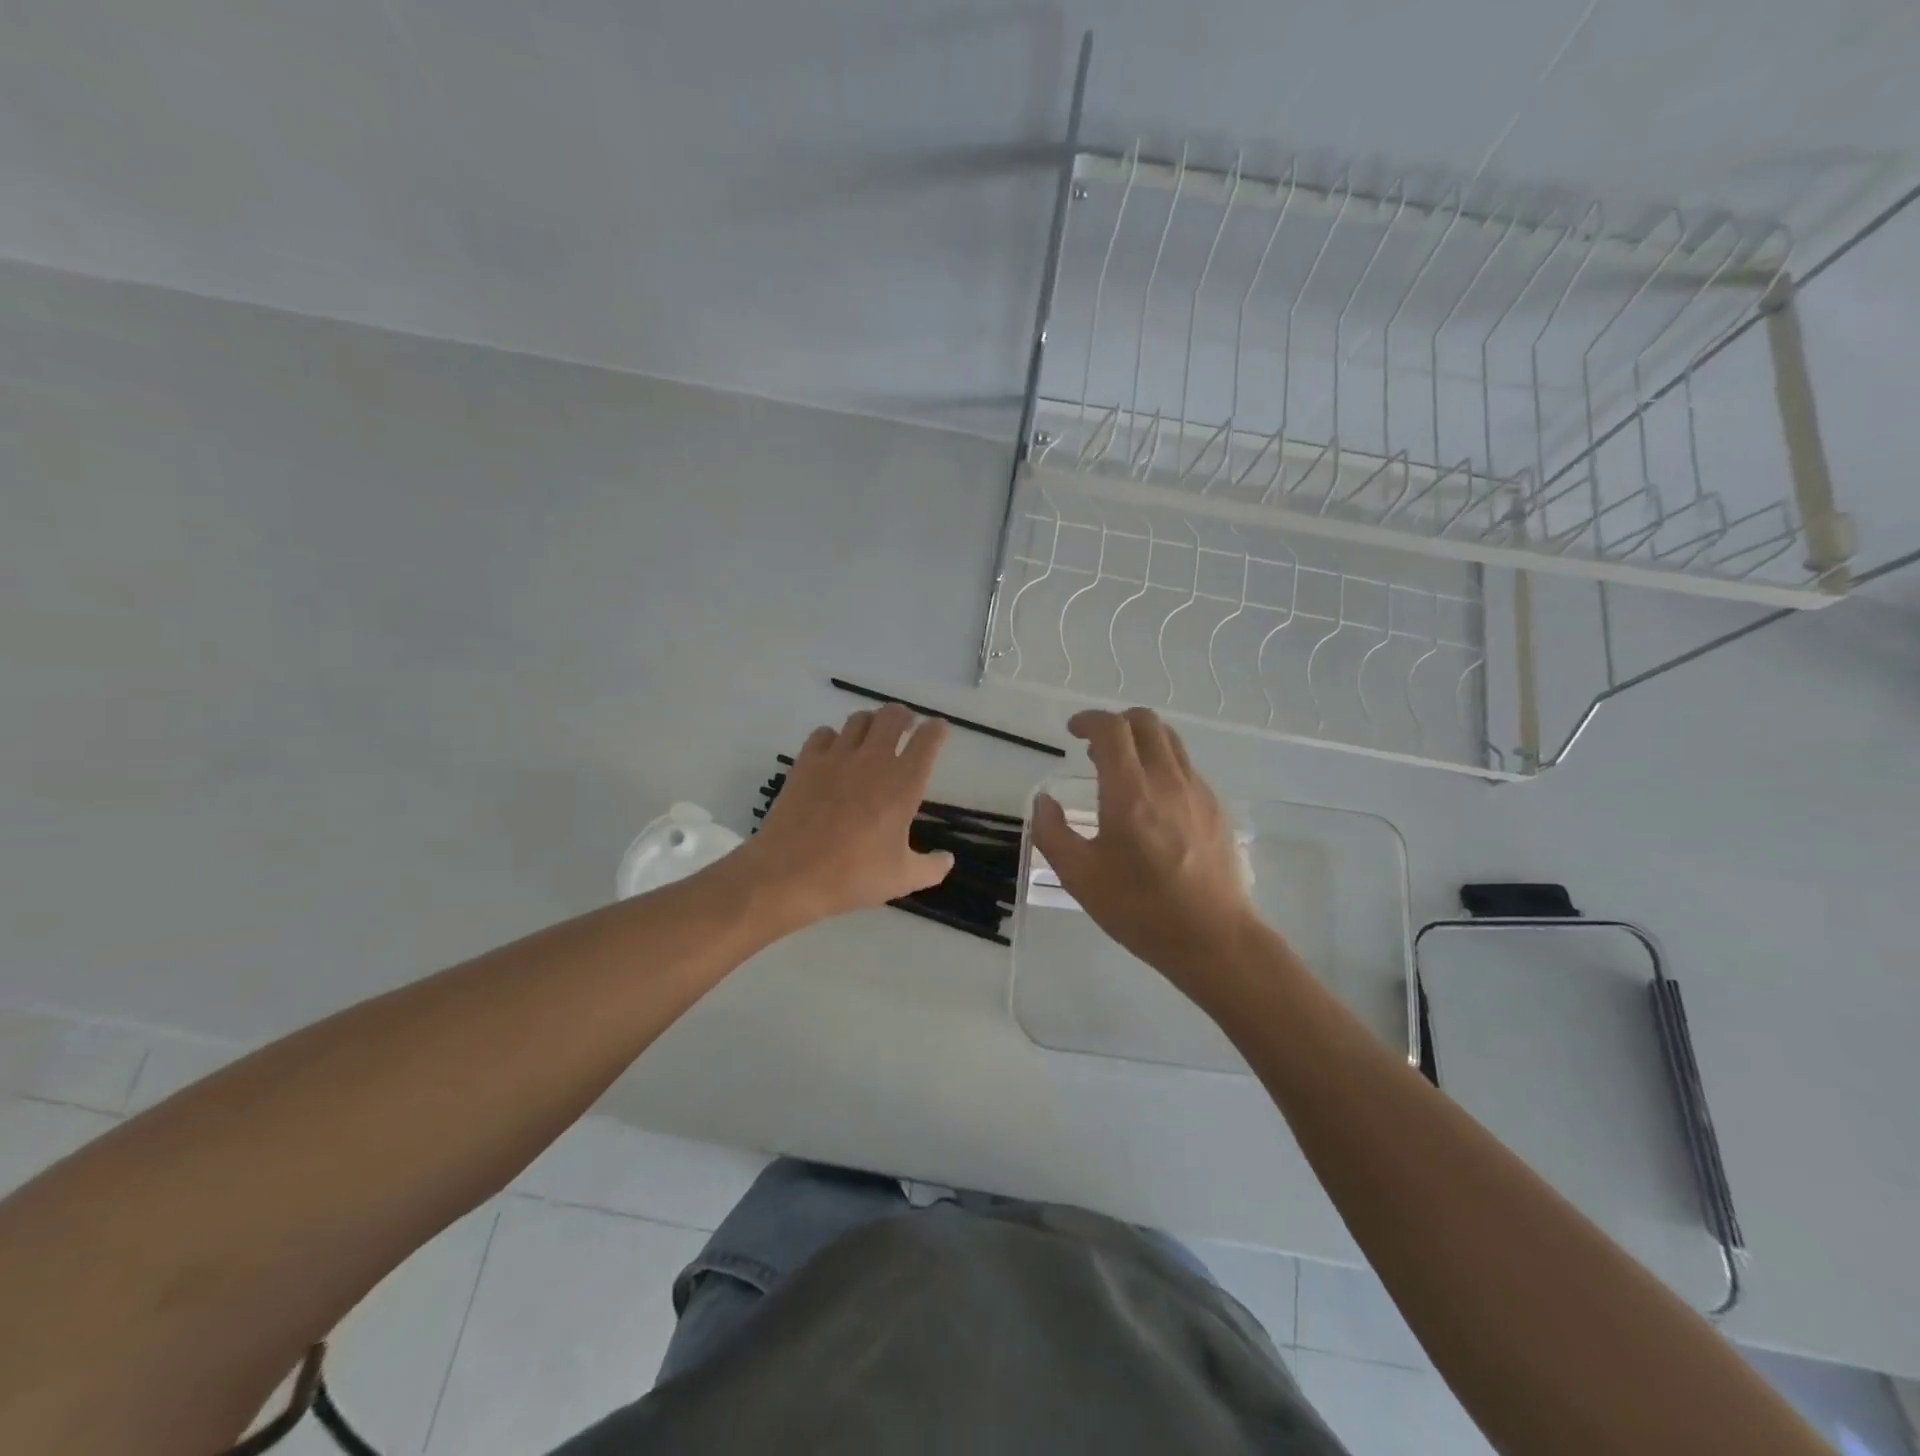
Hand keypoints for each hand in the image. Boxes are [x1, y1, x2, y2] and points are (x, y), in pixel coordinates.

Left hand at [731, 702, 953, 929]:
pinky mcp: (806, 762)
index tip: (938, 729)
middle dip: (904, 716)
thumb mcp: (902, 878)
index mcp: (903, 783)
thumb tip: (948, 859)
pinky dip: (833, 737)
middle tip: (906, 727)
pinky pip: (823, 733)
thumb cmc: (853, 876)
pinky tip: (833, 753)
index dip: (936, 730)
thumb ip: (931, 867)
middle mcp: (873, 760)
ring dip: (871, 723)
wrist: (789, 874)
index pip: (927, 740)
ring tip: (871, 737)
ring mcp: (836, 757)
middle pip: (892, 716)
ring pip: (859, 719)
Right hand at [1031, 708, 1262, 996]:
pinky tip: (1151, 801)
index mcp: (1130, 792)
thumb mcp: (1080, 877)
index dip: (1089, 720)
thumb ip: (1052, 833)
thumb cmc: (1140, 909)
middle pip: (1145, 721)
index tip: (1073, 732)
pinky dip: (1161, 764)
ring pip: (1169, 740)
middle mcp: (1167, 780)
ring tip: (1122, 770)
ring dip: (1141, 740)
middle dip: (1115, 723)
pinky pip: (1185, 766)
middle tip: (1094, 750)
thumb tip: (1043, 801)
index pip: (1112, 729)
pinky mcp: (1215, 807)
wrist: (1214, 938)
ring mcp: (1197, 791)